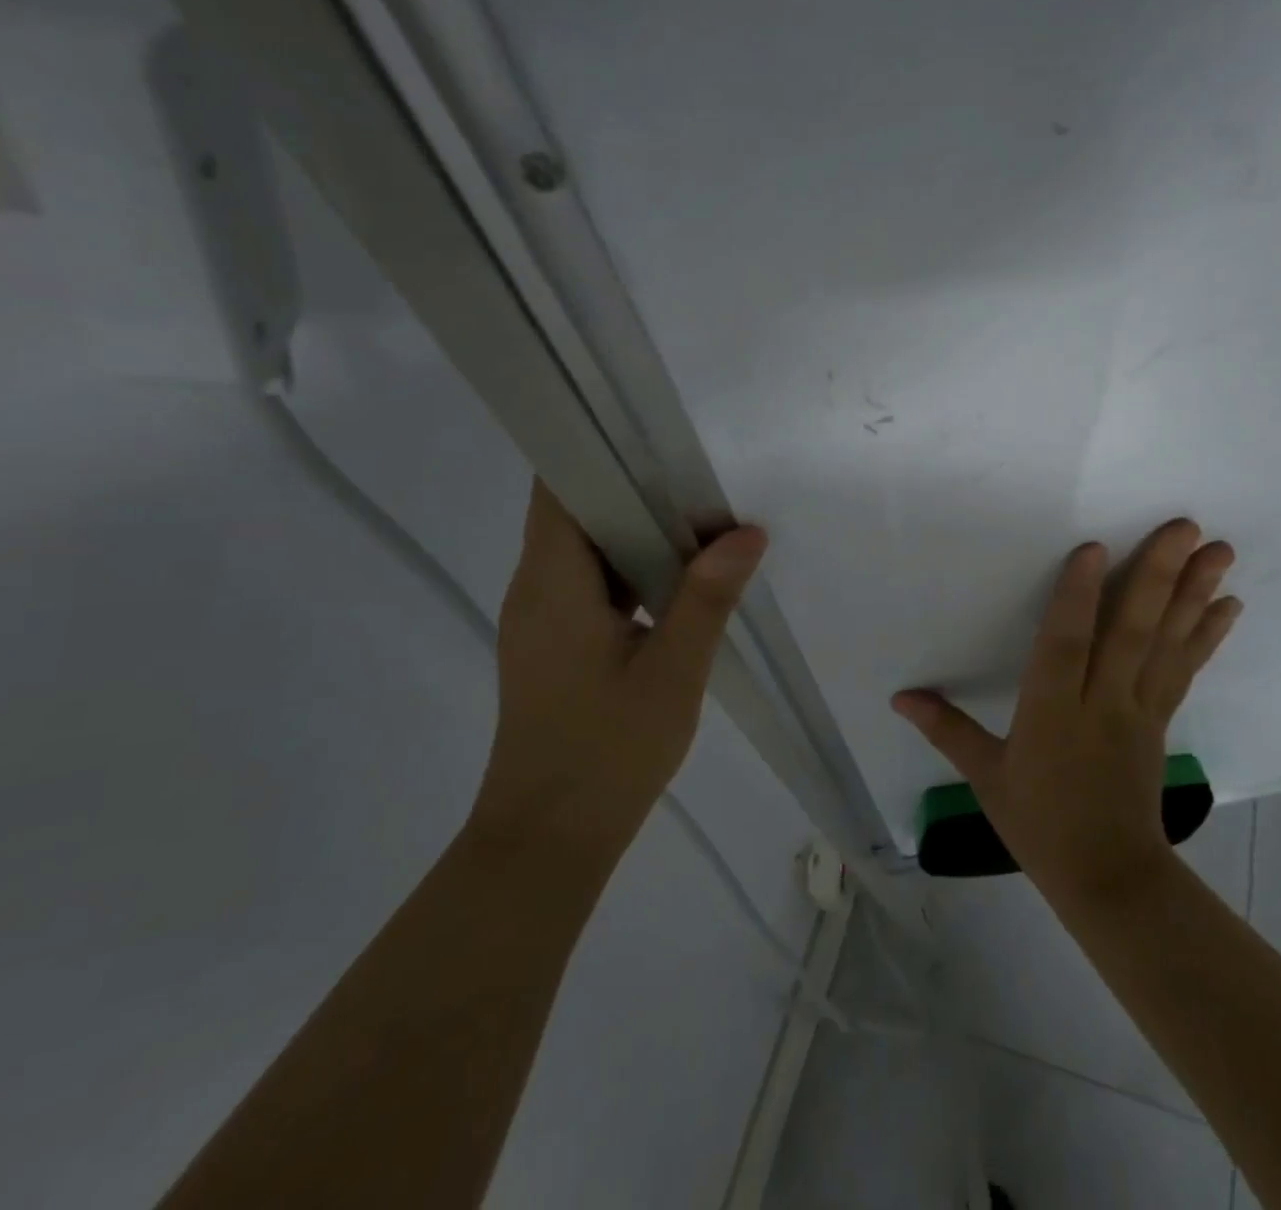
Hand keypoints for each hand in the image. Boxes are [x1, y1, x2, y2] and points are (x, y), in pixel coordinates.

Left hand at [471, 480, 766, 857]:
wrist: (548, 839)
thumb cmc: (607, 753)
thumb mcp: (673, 672)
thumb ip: (707, 597)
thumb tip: (745, 533)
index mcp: (552, 584)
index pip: (558, 486)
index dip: (600, 451)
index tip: (657, 440)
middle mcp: (535, 589)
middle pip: (574, 511)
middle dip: (635, 490)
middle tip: (699, 483)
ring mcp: (542, 617)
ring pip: (586, 548)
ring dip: (637, 531)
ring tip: (700, 522)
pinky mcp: (555, 642)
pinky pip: (591, 582)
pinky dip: (632, 568)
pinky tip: (679, 579)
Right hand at [893, 520, 1240, 902]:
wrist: (1108, 878)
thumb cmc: (1039, 825)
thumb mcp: (986, 778)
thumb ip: (946, 729)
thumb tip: (900, 696)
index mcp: (1052, 714)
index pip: (1065, 647)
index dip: (1078, 599)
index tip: (1095, 549)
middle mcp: (1101, 703)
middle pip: (1130, 633)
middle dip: (1158, 577)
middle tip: (1186, 527)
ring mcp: (1138, 710)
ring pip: (1165, 644)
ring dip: (1194, 595)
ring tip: (1219, 551)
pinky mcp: (1160, 720)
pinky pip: (1184, 670)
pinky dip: (1206, 635)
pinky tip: (1228, 605)